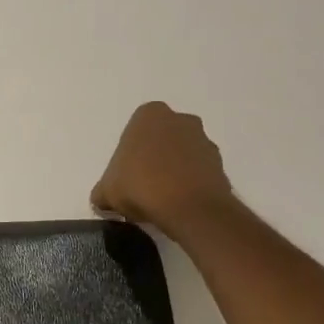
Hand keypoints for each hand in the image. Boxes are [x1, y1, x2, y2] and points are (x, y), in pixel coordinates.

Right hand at [91, 101, 238, 237]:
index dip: (128, 156)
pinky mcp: (221, 164)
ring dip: (173, 170)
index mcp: (149, 115)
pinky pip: (199, 172)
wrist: (190, 209)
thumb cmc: (142, 186)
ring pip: (182, 155)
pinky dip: (190, 184)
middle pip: (161, 140)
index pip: (134, 131)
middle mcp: (180, 120)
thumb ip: (102, 192)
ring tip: (162, 199)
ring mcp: (204, 141)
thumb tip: (102, 200)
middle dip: (153, 158)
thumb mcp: (107, 191)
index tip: (126, 177)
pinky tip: (179, 204)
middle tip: (142, 186)